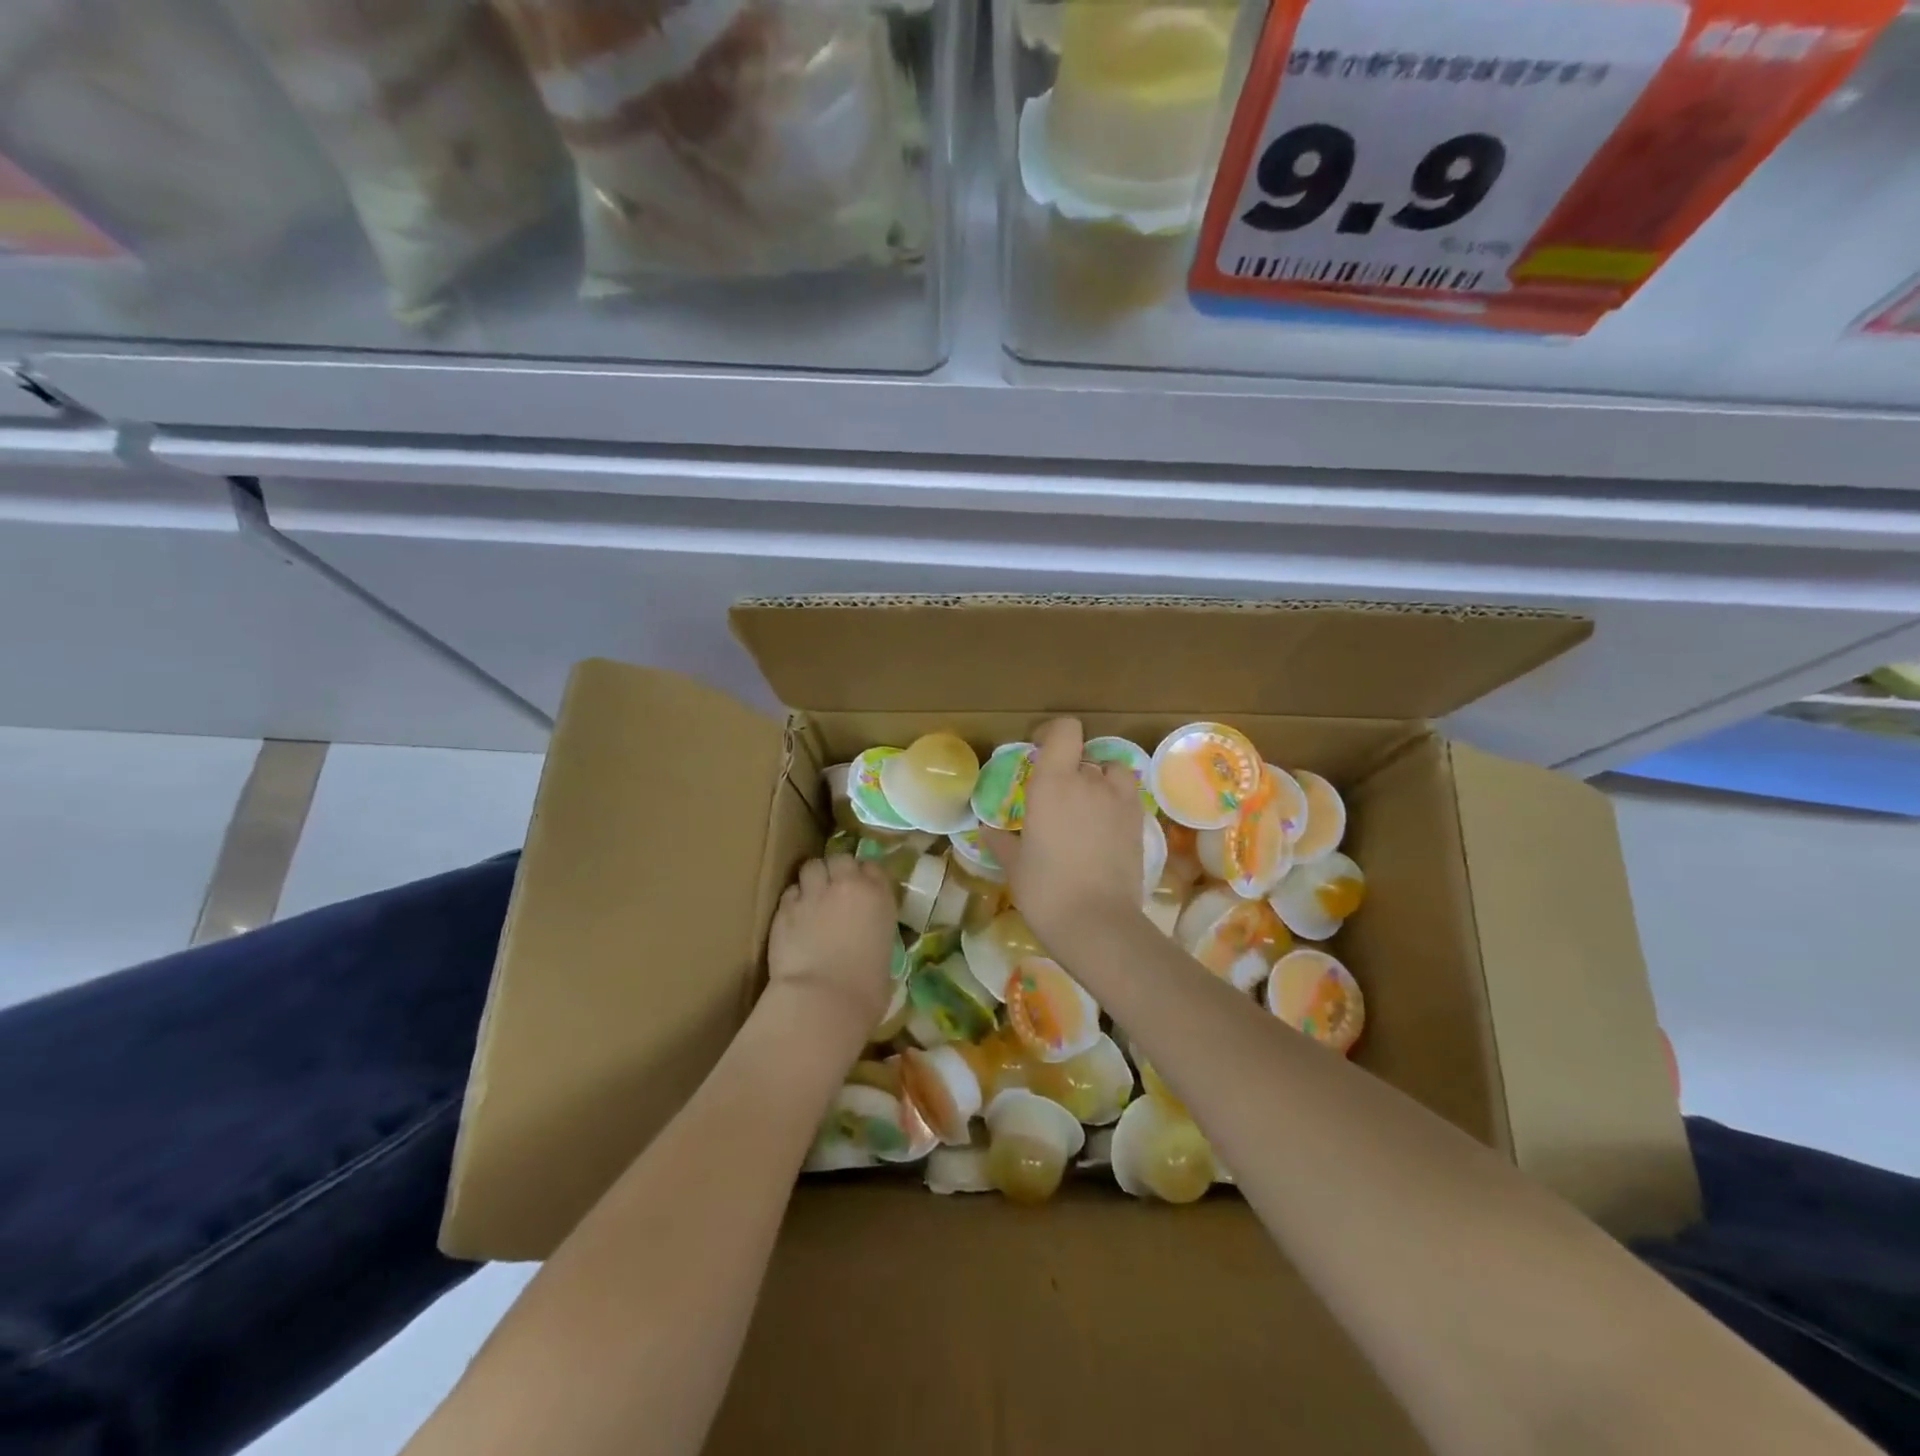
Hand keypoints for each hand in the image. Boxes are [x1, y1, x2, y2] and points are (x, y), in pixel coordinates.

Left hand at [767, 855, 897, 1033]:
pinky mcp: (784, 909)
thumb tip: (868, 939)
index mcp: (879, 896)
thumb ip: (875, 933)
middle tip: (834, 890)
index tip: (862, 891)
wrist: (823, 1001)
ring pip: (811, 866)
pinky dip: (793, 900)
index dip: (865, 877)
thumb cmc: (866, 990)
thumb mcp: (885, 955)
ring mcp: (813, 894)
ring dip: (813, 879)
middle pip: (840, 858)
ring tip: (812, 898)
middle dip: (837, 870)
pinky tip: (794, 918)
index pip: (873, 867)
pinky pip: (790, 892)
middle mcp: (847, 886)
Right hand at [984, 717, 1143, 946]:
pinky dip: (1116, 802)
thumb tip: (987, 830)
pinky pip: (1127, 796)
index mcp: (1053, 783)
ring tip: (1086, 807)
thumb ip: (1001, 841)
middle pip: (1084, 755)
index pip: (1065, 730)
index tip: (1039, 750)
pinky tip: (1103, 828)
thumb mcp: (1015, 865)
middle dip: (1071, 769)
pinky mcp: (1139, 822)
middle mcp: (1089, 782)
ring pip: (1111, 773)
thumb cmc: (1045, 890)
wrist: (1097, 923)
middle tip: (1057, 797)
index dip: (1053, 733)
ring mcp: (1119, 801)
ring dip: (1099, 781)